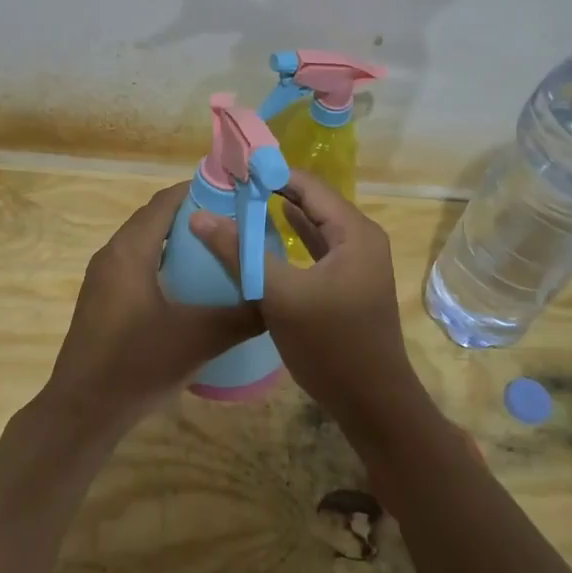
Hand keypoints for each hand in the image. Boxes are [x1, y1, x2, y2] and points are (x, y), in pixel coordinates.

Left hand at [40, 183, 263, 435]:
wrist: (82, 412)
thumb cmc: (137, 365)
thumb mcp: (199, 339)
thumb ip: (242, 315)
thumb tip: (277, 298)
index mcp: (130, 251)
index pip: (165, 202)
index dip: (199, 191)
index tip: (235, 194)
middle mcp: (112, 255)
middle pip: (155, 219)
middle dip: (193, 215)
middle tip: (235, 223)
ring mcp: (103, 279)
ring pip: (144, 244)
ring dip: (177, 240)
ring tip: (218, 250)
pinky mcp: (102, 300)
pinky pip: (137, 265)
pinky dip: (162, 262)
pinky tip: (189, 287)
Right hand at [188, 170, 424, 428]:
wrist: (372, 403)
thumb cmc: (330, 344)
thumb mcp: (280, 295)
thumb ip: (240, 253)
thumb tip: (199, 216)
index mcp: (354, 231)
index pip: (308, 185)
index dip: (270, 174)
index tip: (233, 170)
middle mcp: (361, 239)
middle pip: (312, 202)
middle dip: (272, 192)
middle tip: (231, 186)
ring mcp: (357, 263)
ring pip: (314, 226)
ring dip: (280, 216)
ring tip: (241, 204)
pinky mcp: (348, 284)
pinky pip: (316, 250)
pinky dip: (291, 242)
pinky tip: (266, 238)